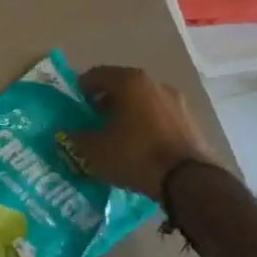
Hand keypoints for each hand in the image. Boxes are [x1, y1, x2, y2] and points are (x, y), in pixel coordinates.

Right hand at [69, 65, 219, 196]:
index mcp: (129, 82)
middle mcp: (155, 84)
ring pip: (143, 101)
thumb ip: (74, 138)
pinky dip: (147, 125)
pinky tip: (140, 146)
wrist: (190, 182)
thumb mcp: (94, 151)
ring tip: (116, 136)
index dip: (80, 89)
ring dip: (127, 113)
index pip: (96, 74)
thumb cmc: (136, 155)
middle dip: (104, 101)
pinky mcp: (192, 122)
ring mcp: (177, 102)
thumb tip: (65, 134)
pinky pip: (160, 117)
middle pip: (121, 86)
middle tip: (92, 120)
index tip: (73, 105)